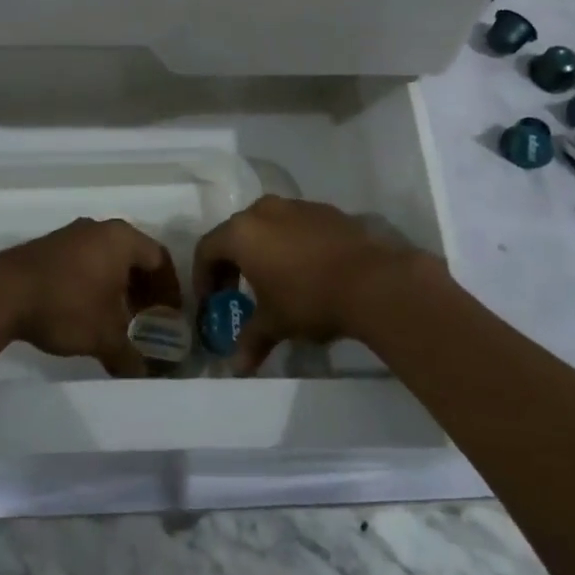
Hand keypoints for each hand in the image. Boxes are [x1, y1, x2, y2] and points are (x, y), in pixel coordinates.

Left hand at [0, 218, 180, 377]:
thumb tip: (145, 375)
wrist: (2, 294)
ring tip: (118, 319)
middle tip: (148, 319)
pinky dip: (94, 283)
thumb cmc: (66, 305)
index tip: (170, 316)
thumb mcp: (104, 336)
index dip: (169, 289)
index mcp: (122, 239)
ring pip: (107, 259)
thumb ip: (130, 355)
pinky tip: (87, 311)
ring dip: (118, 287)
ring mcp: (71, 235)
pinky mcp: (48, 247)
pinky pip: (84, 261)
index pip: (159, 259)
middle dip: (144, 289)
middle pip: (134, 256)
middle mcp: (99, 229)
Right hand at [193, 196, 434, 373]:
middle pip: (235, 233)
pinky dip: (290, 244)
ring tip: (273, 281)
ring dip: (262, 251)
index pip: (207, 249)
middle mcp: (264, 210)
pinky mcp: (326, 210)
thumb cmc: (309, 299)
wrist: (372, 280)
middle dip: (231, 263)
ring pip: (267, 226)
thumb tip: (236, 367)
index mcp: (242, 232)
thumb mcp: (275, 324)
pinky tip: (306, 270)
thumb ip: (251, 340)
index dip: (203, 277)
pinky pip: (296, 225)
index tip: (211, 302)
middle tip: (236, 292)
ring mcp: (297, 206)